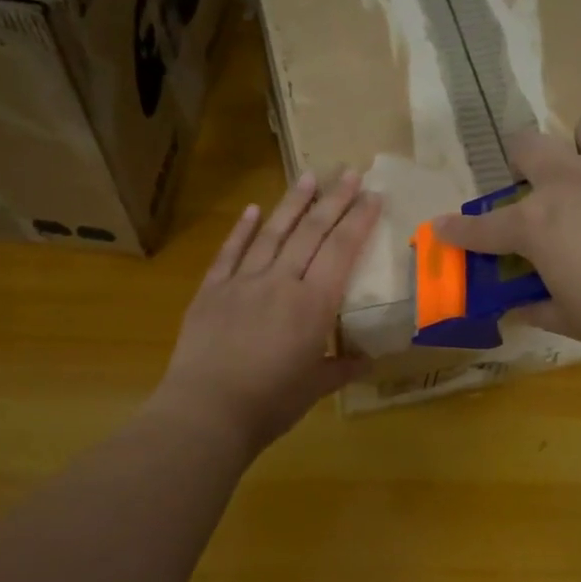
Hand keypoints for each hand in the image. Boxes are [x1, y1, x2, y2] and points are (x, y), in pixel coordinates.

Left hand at [154, 169, 381, 454]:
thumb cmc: (270, 403)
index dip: (359, 220)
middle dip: (333, 200)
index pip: (342, 250)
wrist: (207, 411)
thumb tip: (366, 362)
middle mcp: (281, 282)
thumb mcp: (314, 388)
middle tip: (349, 171)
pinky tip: (253, 209)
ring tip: (308, 176)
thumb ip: (341, 369)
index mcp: (313, 304)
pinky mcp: (212, 290)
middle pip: (311, 232)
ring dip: (292, 203)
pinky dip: (242, 229)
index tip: (373, 194)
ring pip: (273, 233)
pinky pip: (230, 253)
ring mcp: (243, 282)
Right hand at [434, 110, 580, 363]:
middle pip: (526, 145)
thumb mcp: (576, 321)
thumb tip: (515, 311)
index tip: (440, 228)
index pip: (482, 229)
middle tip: (541, 185)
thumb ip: (538, 309)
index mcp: (537, 225)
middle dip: (524, 161)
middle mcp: (568, 180)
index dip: (456, 231)